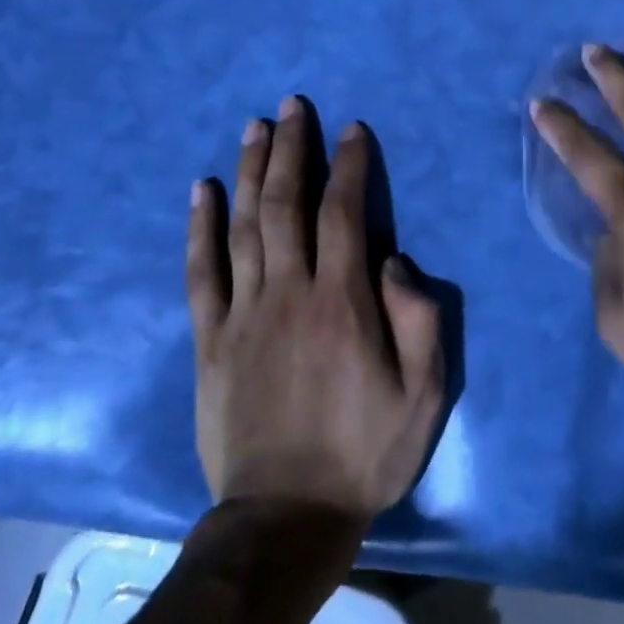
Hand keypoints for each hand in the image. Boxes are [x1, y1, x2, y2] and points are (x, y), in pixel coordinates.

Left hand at [187, 99, 445, 521]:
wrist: (285, 518)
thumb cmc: (364, 451)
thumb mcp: (423, 394)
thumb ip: (419, 319)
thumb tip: (395, 259)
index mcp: (341, 301)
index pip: (344, 212)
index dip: (349, 165)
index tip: (351, 129)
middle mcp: (288, 292)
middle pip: (287, 203)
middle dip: (292, 149)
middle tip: (293, 105)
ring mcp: (243, 313)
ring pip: (244, 225)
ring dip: (251, 170)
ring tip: (256, 126)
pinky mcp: (210, 339)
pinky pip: (201, 271)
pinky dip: (200, 227)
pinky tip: (202, 189)